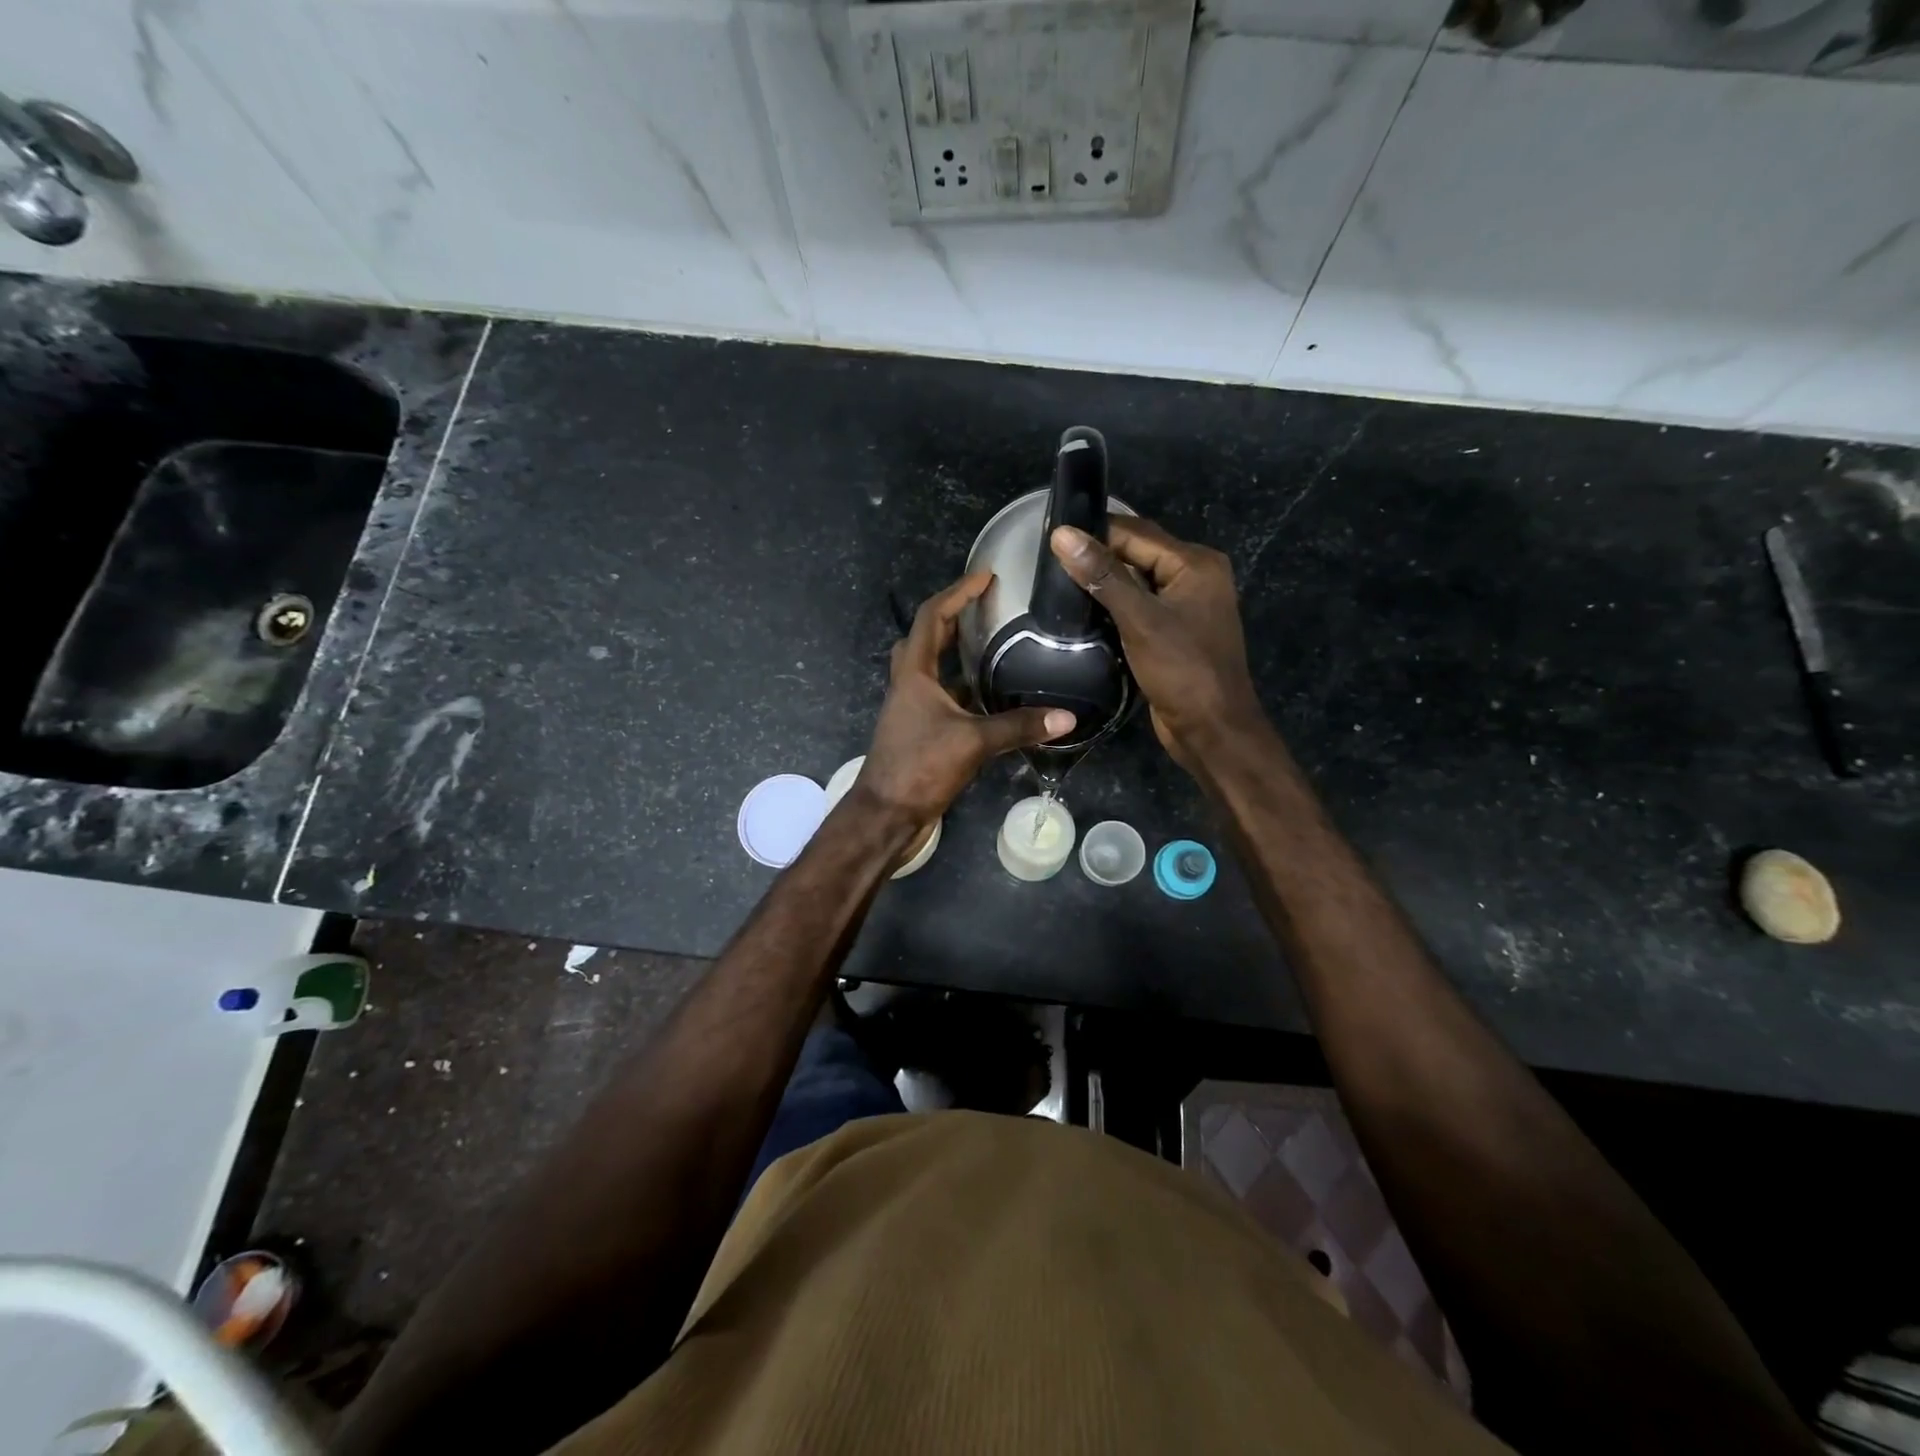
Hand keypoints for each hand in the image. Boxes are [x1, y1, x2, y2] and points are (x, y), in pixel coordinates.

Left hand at [857, 572, 1075, 824]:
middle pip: (927, 638)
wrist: (886, 815)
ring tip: (993, 645)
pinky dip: (962, 690)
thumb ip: (1018, 726)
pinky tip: (990, 698)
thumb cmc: (920, 768)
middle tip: (987, 609)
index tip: (986, 577)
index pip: (932, 617)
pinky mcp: (919, 733)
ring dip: (956, 654)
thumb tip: (1067, 717)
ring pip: (932, 669)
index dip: (957, 592)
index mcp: (914, 674)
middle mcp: (909, 685)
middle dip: (953, 617)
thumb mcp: (973, 743)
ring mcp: (912, 710)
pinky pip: (941, 698)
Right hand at [1049, 517, 1262, 765]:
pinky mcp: (1173, 632)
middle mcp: (1195, 577)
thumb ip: (1102, 575)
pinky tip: (1083, 613)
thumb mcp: (1140, 619)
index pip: (1137, 533)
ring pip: (1136, 583)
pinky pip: (1139, 608)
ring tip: (1057, 584)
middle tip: (1048, 562)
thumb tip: (1063, 535)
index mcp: (1195, 564)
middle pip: (1138, 554)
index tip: (1051, 538)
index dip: (1095, 533)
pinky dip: (1114, 607)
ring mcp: (1186, 607)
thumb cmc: (1182, 670)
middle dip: (1098, 557)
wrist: (1212, 729)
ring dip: (1103, 584)